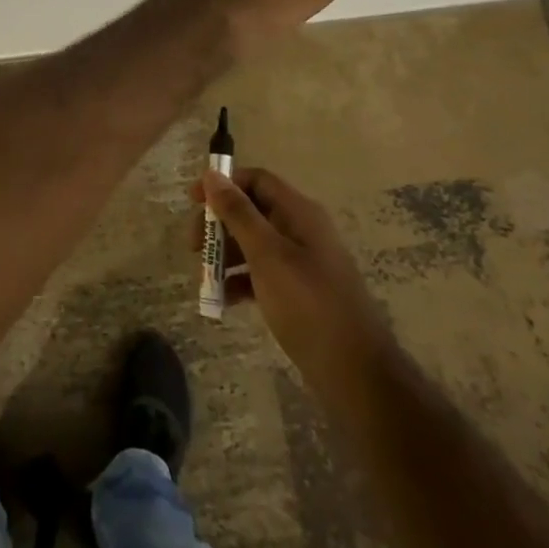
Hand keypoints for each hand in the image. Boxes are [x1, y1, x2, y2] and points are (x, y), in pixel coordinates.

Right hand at [189, 167, 388, 396]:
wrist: (356, 373)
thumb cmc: (308, 304)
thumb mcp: (267, 254)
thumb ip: (238, 213)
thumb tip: (212, 174)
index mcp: (299, 213)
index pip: (256, 180)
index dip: (223, 184)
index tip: (192, 202)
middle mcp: (301, 230)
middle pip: (252, 211)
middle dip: (220, 224)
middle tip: (193, 246)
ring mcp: (302, 262)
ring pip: (254, 244)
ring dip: (226, 254)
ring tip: (204, 277)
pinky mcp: (299, 292)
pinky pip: (263, 273)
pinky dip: (241, 281)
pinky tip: (223, 300)